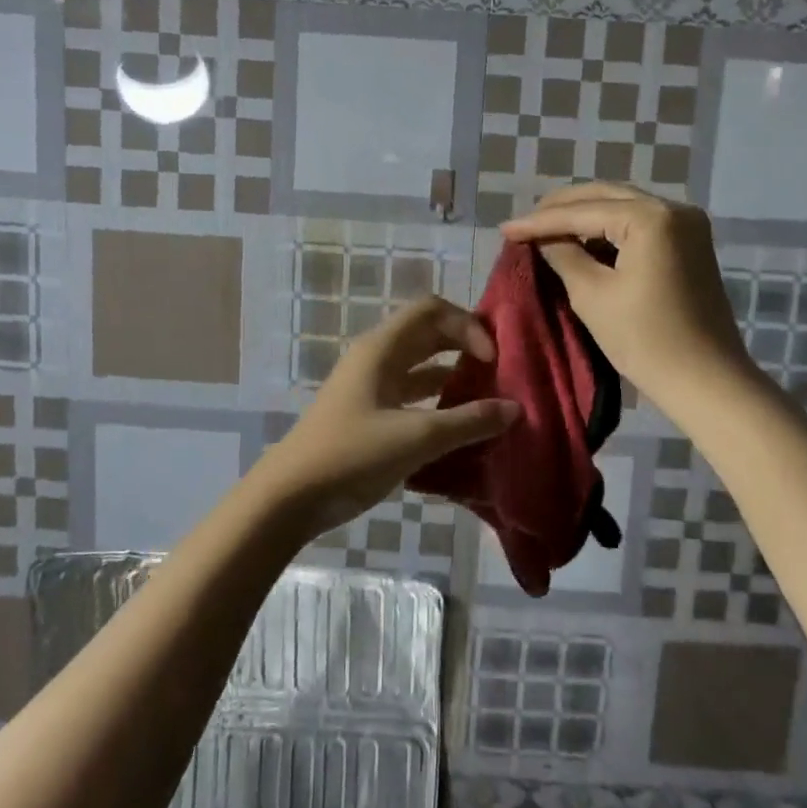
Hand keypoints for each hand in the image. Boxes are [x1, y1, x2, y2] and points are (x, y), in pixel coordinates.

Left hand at [256, 295, 520, 539]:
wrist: (290, 496)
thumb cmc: (351, 455)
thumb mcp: (416, 438)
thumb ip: (468, 422)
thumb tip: (515, 408)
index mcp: (381, 349)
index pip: (431, 311)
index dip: (467, 325)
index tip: (493, 360)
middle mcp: (377, 359)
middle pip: (429, 336)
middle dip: (466, 348)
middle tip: (501, 374)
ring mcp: (371, 388)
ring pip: (422, 369)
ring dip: (455, 379)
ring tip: (489, 402)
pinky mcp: (370, 416)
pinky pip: (413, 398)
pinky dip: (439, 406)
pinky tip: (462, 430)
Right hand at [501, 183, 751, 410]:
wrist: (705, 380)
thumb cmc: (645, 340)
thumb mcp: (592, 295)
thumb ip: (563, 255)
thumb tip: (543, 238)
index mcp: (651, 217)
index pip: (582, 211)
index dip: (539, 221)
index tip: (504, 229)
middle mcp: (674, 208)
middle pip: (605, 197)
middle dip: (562, 209)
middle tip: (524, 224)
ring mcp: (687, 225)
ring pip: (623, 208)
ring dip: (585, 217)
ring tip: (546, 231)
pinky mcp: (690, 245)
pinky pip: (640, 225)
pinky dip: (609, 230)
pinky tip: (583, 242)